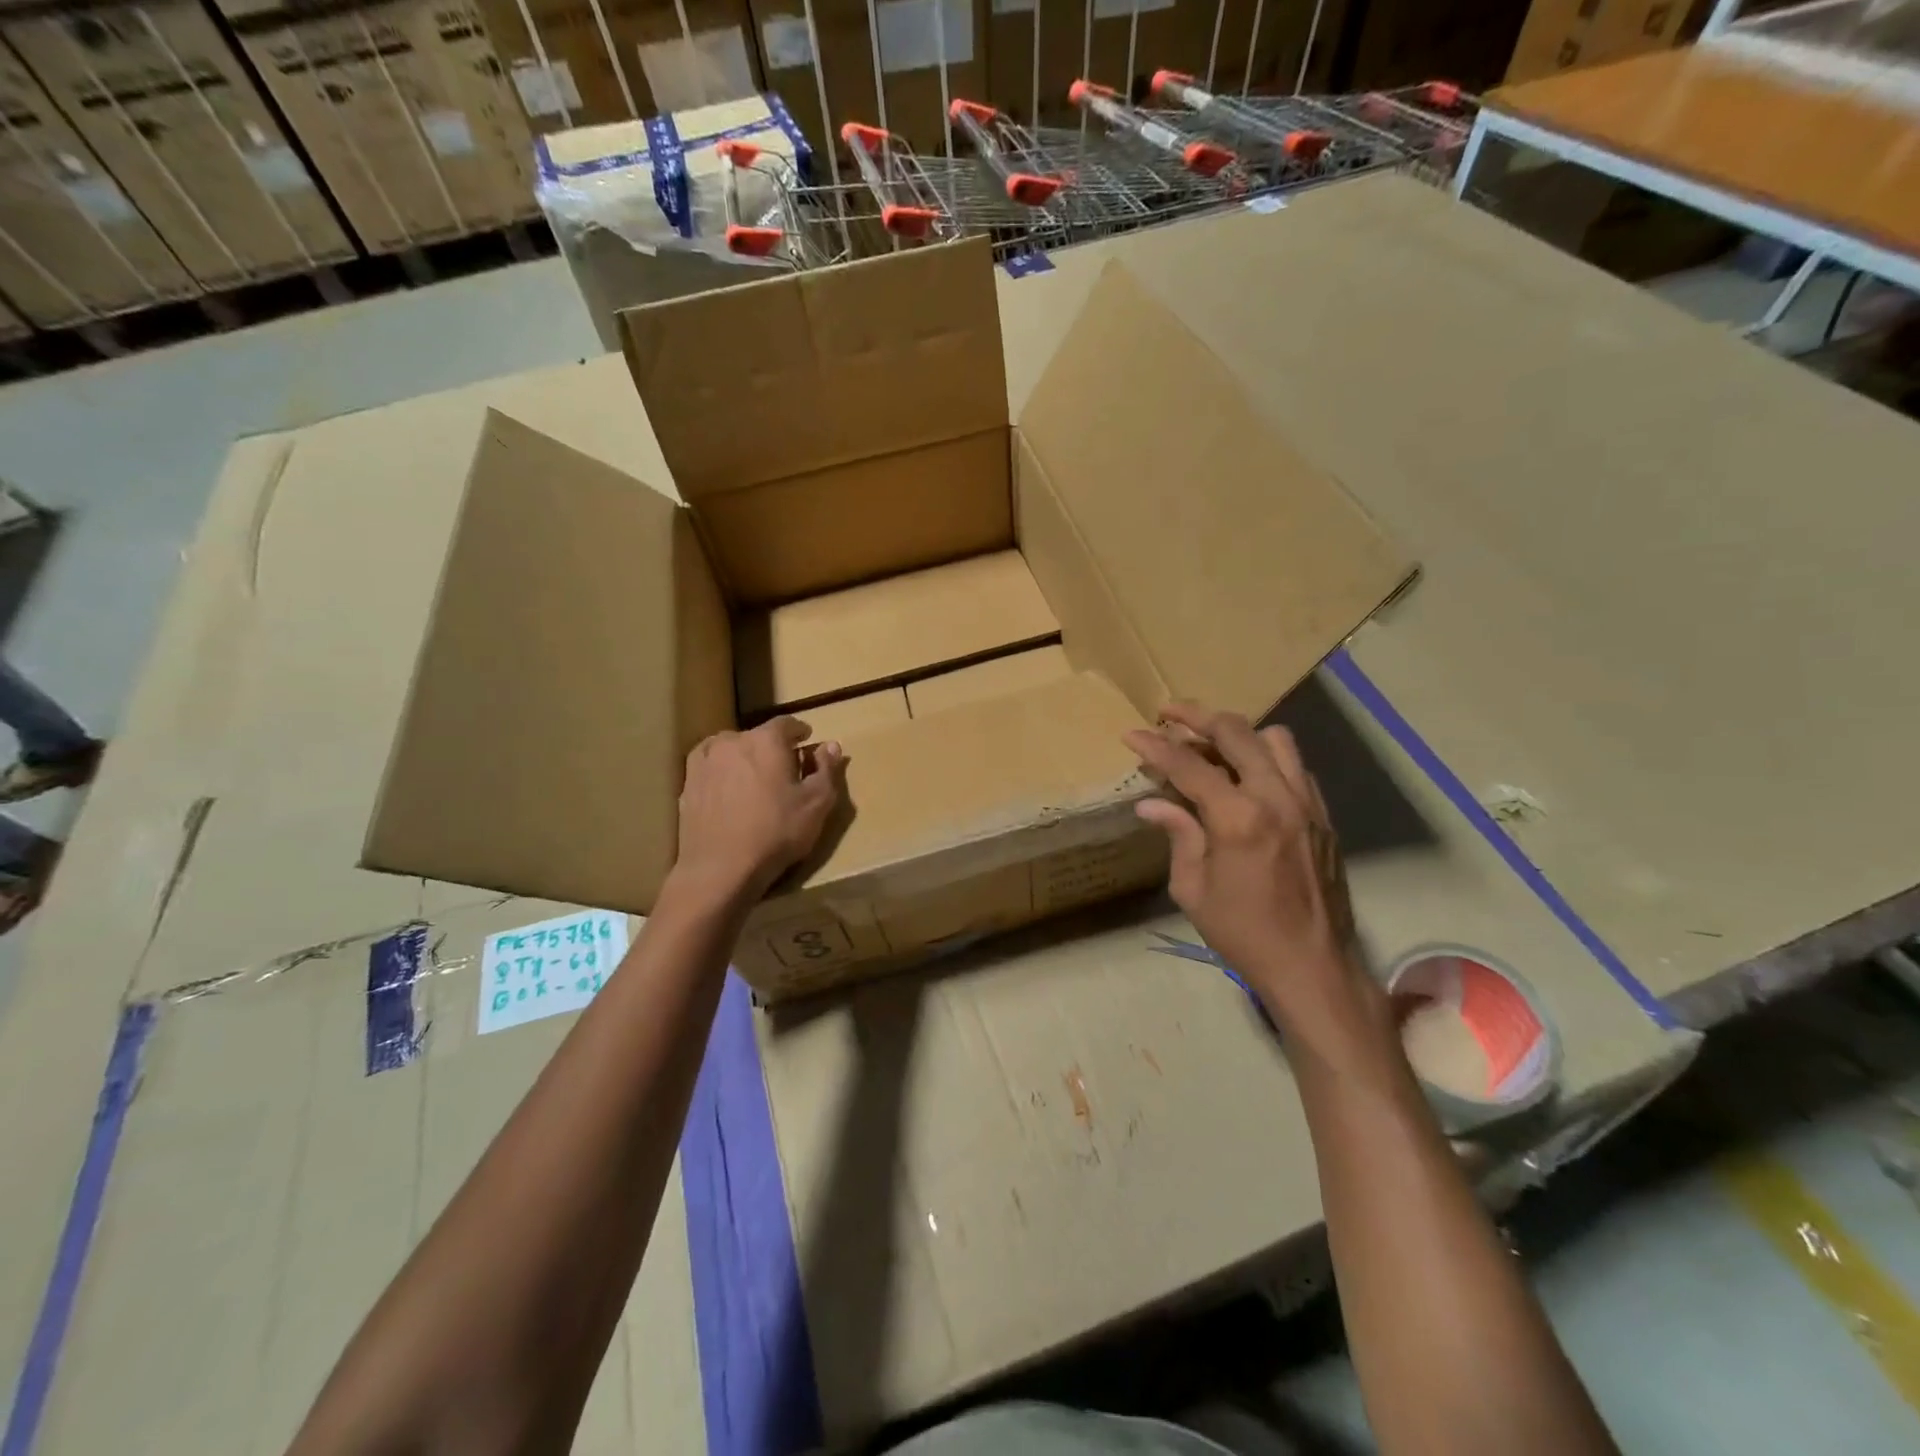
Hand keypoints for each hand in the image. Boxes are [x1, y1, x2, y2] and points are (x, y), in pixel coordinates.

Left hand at [673, 718, 844, 904]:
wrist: (720, 868)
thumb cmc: (776, 832)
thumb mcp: (817, 803)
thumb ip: (827, 770)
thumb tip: (831, 745)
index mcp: (766, 740)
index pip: (787, 723)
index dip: (800, 732)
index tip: (806, 742)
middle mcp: (732, 741)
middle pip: (758, 736)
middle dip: (773, 748)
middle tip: (785, 770)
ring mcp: (705, 761)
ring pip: (731, 749)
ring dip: (745, 758)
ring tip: (754, 779)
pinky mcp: (687, 784)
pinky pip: (710, 767)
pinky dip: (722, 772)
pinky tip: (728, 789)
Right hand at [1124, 702, 1368, 1032]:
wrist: (1312, 965)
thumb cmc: (1243, 932)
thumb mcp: (1193, 889)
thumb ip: (1178, 835)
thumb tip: (1151, 804)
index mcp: (1238, 818)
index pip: (1189, 765)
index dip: (1156, 746)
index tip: (1131, 734)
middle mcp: (1276, 797)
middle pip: (1236, 732)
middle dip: (1196, 717)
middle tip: (1168, 714)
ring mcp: (1306, 803)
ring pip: (1274, 739)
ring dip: (1238, 733)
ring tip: (1212, 744)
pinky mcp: (1323, 815)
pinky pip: (1295, 766)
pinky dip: (1266, 759)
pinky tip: (1247, 778)